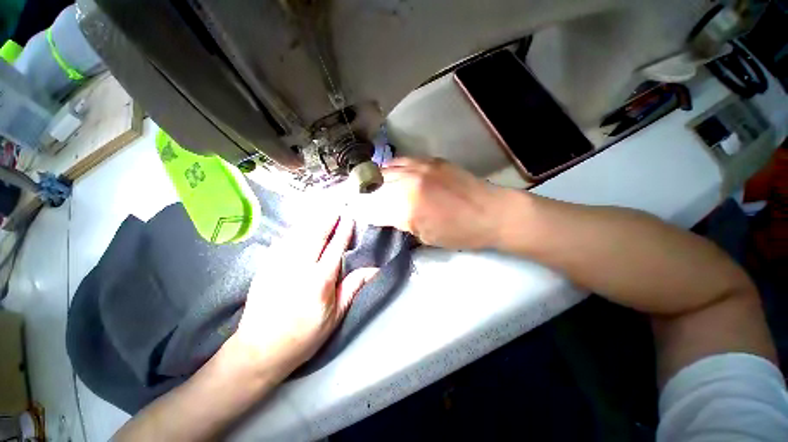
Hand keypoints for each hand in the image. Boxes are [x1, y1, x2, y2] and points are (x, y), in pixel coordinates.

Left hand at [232, 213, 377, 376]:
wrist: (259, 350)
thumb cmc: (304, 335)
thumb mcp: (335, 316)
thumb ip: (352, 288)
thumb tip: (373, 270)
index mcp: (319, 281)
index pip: (335, 248)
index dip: (343, 231)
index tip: (349, 217)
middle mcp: (299, 268)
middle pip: (315, 235)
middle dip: (327, 218)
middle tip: (336, 206)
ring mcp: (278, 265)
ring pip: (297, 234)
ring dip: (310, 220)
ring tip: (320, 210)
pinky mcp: (264, 267)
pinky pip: (281, 241)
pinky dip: (293, 230)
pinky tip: (298, 226)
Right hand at [350, 157, 509, 249]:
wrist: (492, 213)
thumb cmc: (460, 233)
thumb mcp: (424, 237)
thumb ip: (399, 222)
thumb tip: (382, 215)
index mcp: (407, 207)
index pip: (372, 207)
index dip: (360, 210)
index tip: (353, 212)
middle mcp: (409, 181)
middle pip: (374, 183)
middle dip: (361, 191)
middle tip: (355, 196)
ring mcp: (420, 166)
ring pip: (386, 168)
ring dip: (375, 177)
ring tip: (370, 184)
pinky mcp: (431, 159)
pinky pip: (402, 161)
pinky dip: (391, 168)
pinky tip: (391, 174)